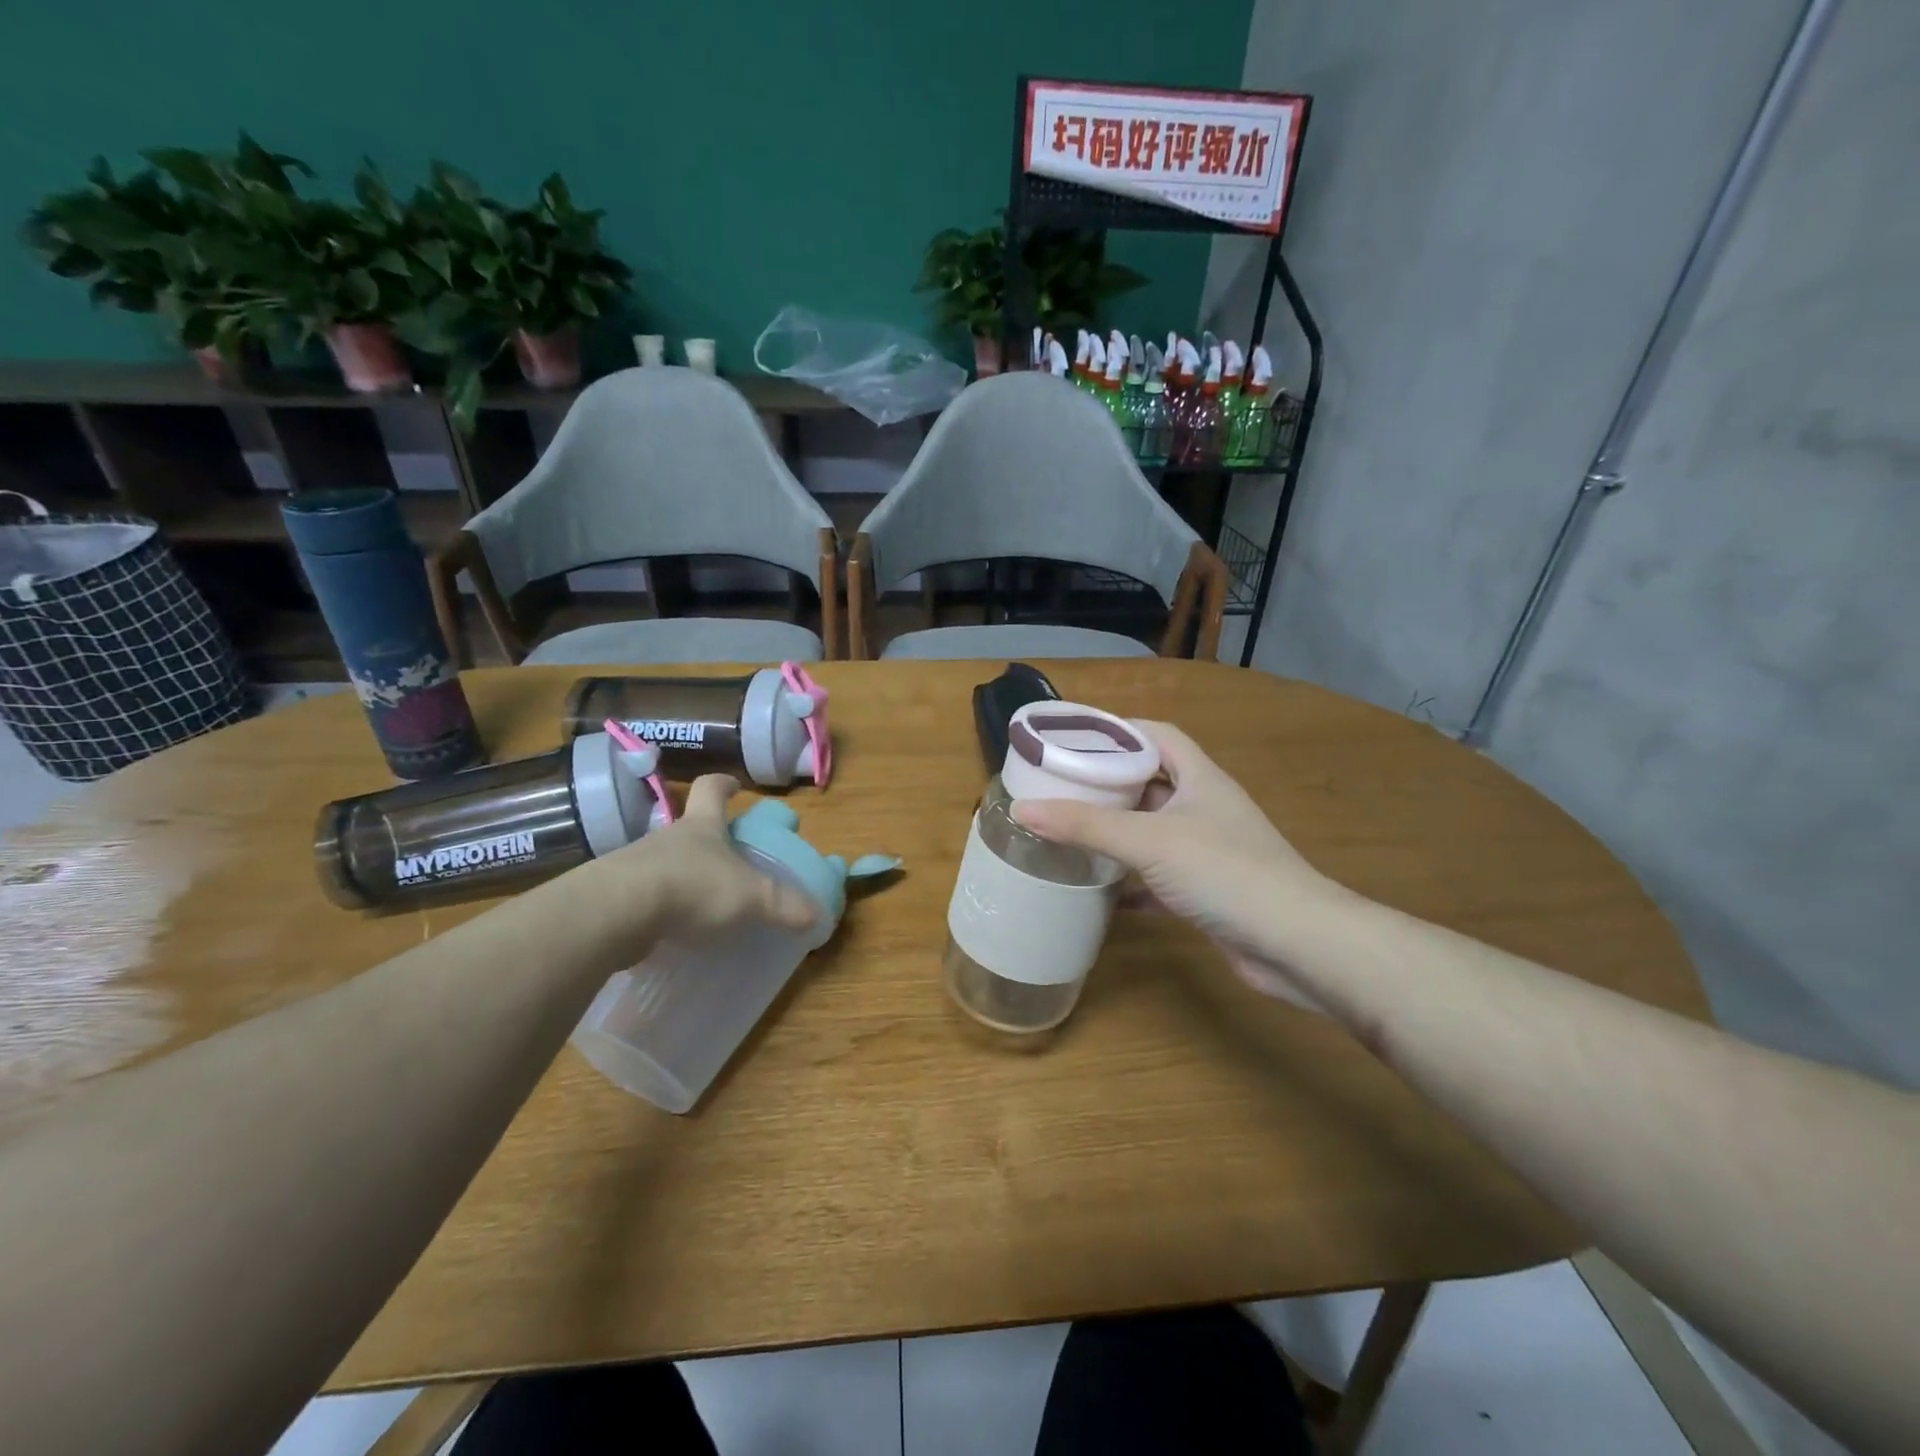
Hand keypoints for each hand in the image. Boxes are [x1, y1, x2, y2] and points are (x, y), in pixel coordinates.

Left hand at [601, 774, 817, 943]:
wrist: (616, 913)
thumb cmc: (692, 887)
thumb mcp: (750, 897)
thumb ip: (784, 905)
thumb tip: (819, 915)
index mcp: (702, 826)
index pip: (711, 789)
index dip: (724, 785)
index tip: (734, 786)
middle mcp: (668, 838)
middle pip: (689, 828)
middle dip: (708, 840)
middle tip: (729, 860)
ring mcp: (637, 865)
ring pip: (666, 863)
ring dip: (683, 876)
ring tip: (702, 903)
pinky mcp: (617, 897)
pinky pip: (646, 897)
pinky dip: (661, 909)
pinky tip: (673, 930)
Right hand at [1010, 722, 1334, 1008]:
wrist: (1296, 943)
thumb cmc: (1225, 871)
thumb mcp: (1149, 840)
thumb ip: (1086, 824)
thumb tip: (1022, 809)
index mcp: (1199, 778)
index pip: (1156, 734)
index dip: (1118, 730)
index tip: (1074, 738)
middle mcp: (1204, 807)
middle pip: (1149, 781)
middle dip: (1107, 783)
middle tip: (1059, 787)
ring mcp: (1207, 850)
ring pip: (1151, 830)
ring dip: (1116, 831)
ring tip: (1068, 831)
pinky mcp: (1205, 890)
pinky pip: (1157, 876)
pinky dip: (1129, 881)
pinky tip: (1098, 892)